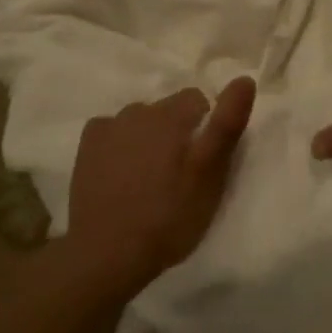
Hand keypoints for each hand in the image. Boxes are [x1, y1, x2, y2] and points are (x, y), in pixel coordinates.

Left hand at [67, 77, 256, 296]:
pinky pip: (111, 132)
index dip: (205, 127)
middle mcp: (138, 110)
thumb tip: (244, 79)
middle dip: (176, 132)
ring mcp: (108, 126)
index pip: (198, 99)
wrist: (106, 254)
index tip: (203, 161)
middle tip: (178, 175)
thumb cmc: (168, 217)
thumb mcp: (210, 175)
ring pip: (139, 121)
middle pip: (167, 110)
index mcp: (170, 114)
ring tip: (149, 177)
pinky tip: (120, 173)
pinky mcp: (87, 146)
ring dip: (148, 138)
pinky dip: (119, 145)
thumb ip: (227, 125)